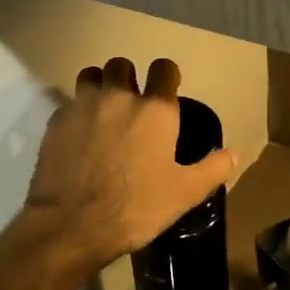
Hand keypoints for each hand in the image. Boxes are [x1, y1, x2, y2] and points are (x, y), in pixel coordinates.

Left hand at [25, 56, 238, 270]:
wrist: (71, 225)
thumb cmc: (135, 208)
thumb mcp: (184, 194)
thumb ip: (212, 169)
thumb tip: (234, 154)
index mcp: (155, 110)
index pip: (164, 68)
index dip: (167, 77)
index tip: (167, 92)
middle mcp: (118, 96)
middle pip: (122, 64)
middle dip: (129, 77)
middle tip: (133, 104)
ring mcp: (82, 106)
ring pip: (91, 75)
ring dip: (100, 86)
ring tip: (103, 111)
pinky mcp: (56, 122)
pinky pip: (69, 103)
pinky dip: (77, 112)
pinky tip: (80, 136)